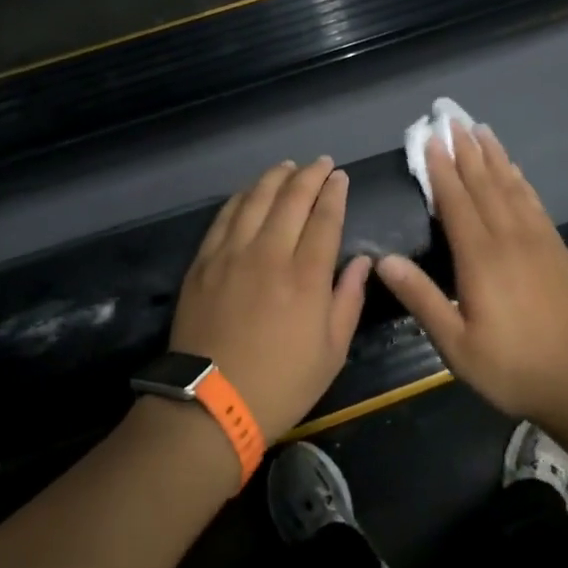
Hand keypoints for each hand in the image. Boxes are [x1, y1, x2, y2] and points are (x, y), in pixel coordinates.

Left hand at [170, 158, 371, 440]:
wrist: (210, 404)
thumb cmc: (280, 384)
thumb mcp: (331, 352)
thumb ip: (349, 300)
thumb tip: (363, 261)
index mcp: (306, 277)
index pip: (325, 219)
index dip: (335, 193)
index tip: (340, 177)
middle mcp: (269, 254)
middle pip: (291, 199)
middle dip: (310, 175)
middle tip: (321, 163)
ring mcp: (232, 254)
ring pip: (255, 199)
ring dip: (275, 178)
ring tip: (288, 167)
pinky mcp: (204, 262)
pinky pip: (224, 217)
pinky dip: (241, 197)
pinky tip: (249, 191)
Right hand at [376, 125, 567, 428]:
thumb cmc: (512, 368)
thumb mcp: (456, 344)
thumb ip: (422, 299)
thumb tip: (384, 260)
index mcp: (480, 259)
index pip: (456, 202)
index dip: (440, 168)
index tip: (429, 138)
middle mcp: (509, 239)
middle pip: (484, 184)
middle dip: (465, 151)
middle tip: (452, 119)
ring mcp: (538, 241)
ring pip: (511, 187)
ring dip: (494, 157)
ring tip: (481, 129)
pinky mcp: (558, 250)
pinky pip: (535, 204)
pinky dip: (521, 182)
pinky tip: (515, 170)